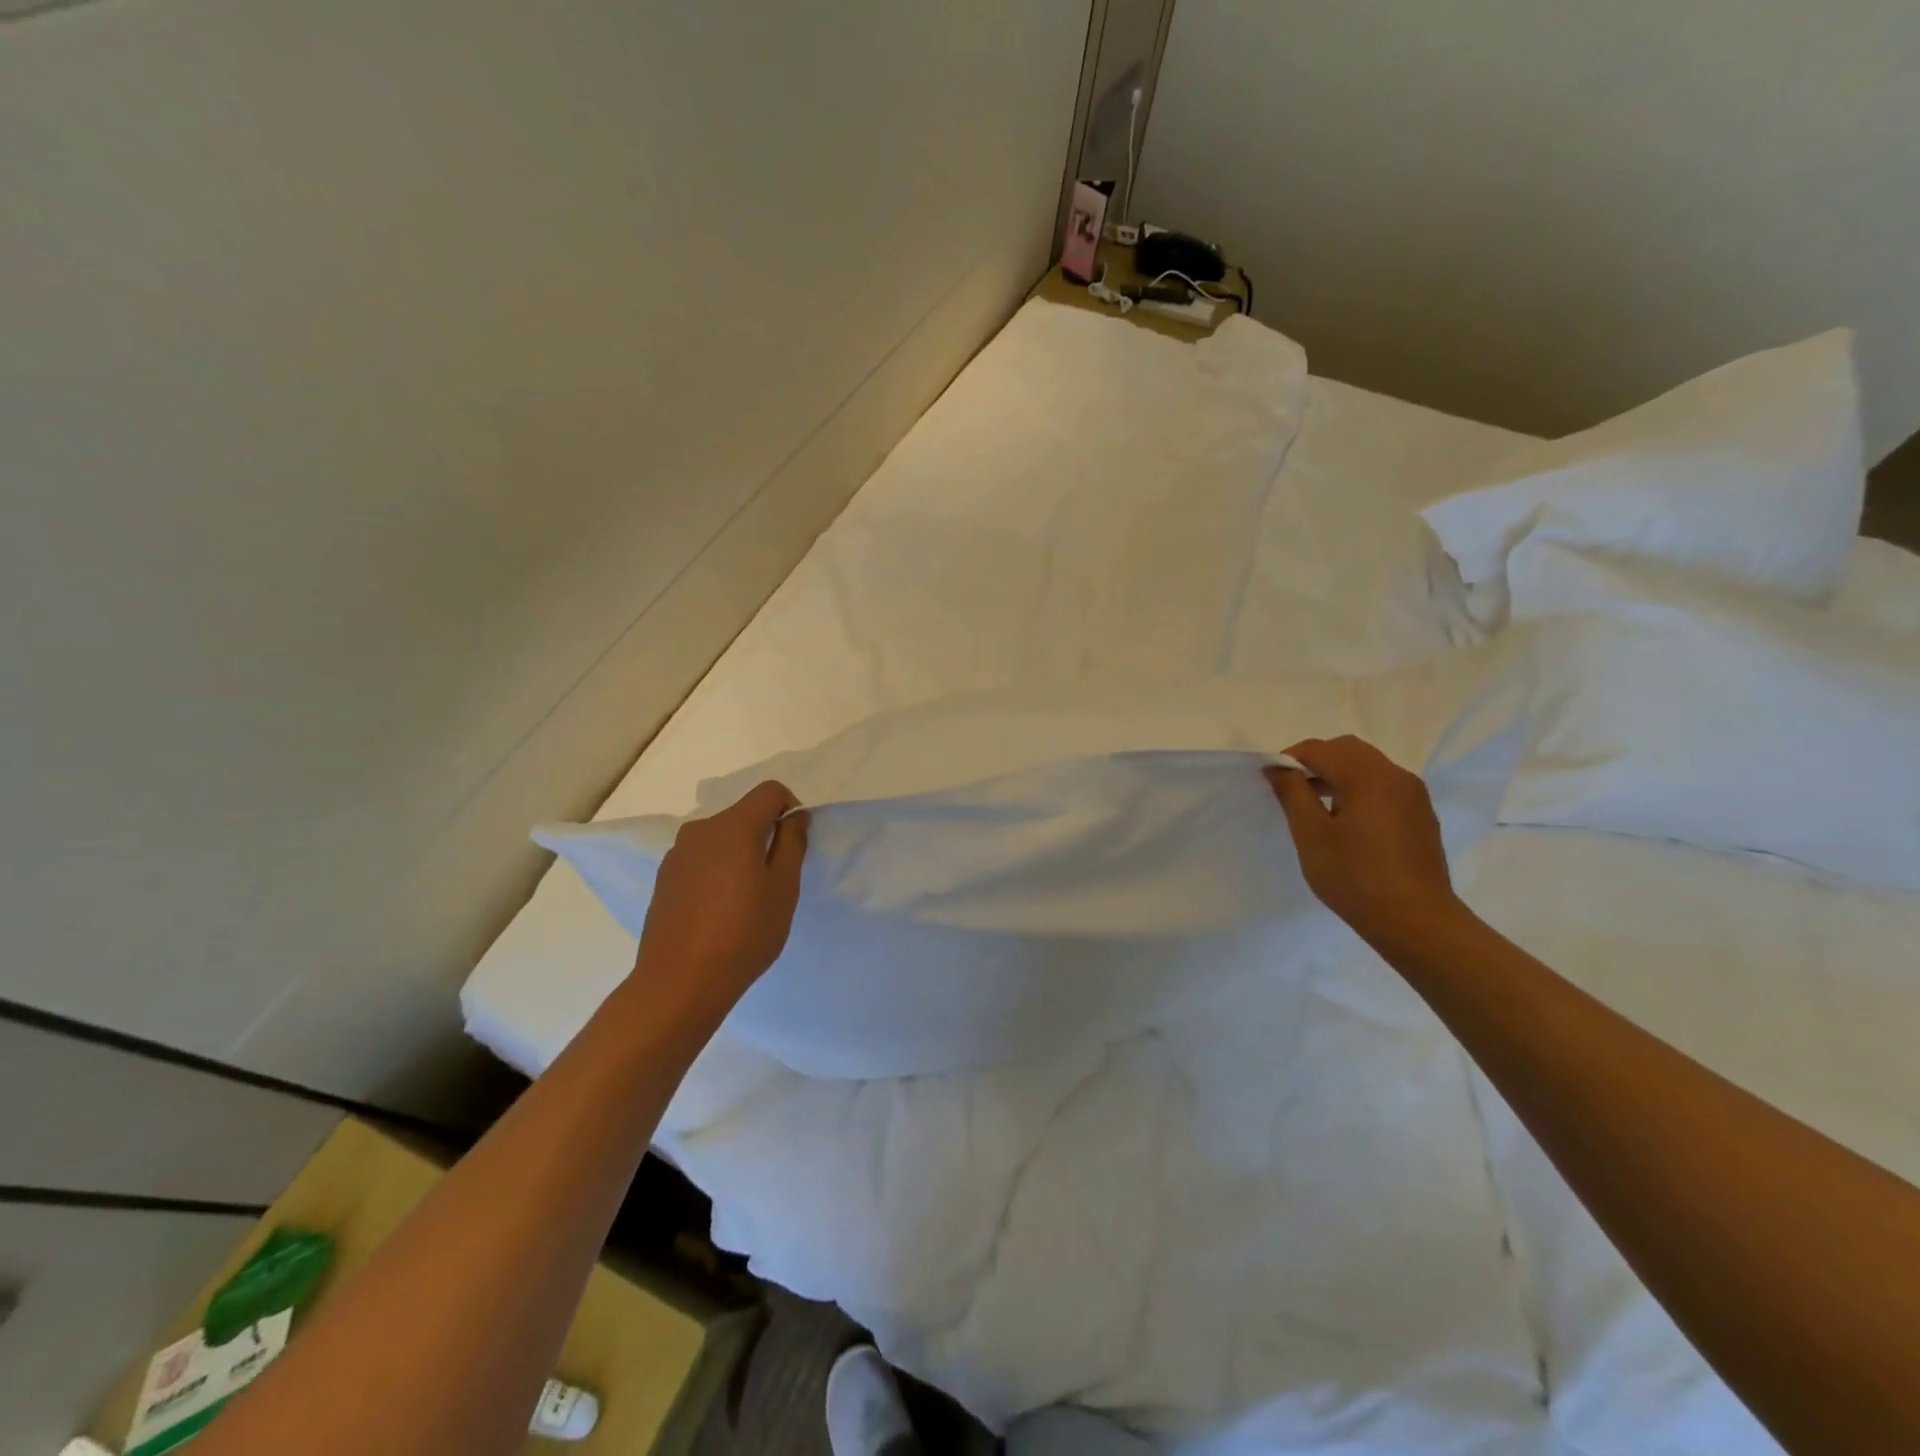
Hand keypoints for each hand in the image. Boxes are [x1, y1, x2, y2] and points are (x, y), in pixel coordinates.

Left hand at [634, 781, 810, 1007]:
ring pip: (720, 839)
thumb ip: (792, 843)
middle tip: (775, 880)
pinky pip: (701, 860)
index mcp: (733, 826)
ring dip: (739, 855)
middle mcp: (701, 830)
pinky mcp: (664, 879)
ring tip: (745, 901)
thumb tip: (794, 816)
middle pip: (743, 815)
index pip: (770, 791)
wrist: (678, 983)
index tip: (795, 844)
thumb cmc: (743, 934)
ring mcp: (677, 854)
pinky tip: (718, 912)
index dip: (790, 808)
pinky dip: (717, 872)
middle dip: (764, 835)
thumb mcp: (783, 889)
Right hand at [1263, 736, 1460, 947]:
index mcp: (1368, 776)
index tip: (1271, 782)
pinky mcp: (1421, 815)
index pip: (1320, 749)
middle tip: (1292, 789)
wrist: (1416, 921)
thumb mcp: (1311, 835)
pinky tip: (1346, 822)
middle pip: (1348, 750)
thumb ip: (1292, 793)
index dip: (1289, 759)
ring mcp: (1413, 795)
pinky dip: (1359, 789)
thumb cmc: (1355, 877)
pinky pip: (1384, 786)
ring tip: (1315, 806)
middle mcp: (1396, 776)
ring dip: (1338, 774)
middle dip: (1315, 761)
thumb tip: (1278, 767)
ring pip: (1368, 766)